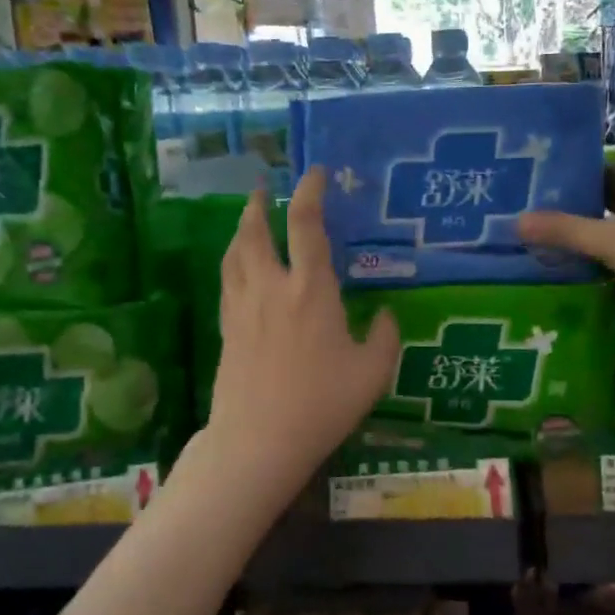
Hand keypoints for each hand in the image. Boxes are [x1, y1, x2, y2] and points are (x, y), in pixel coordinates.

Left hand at [204, 168, 400, 490]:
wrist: (258, 440)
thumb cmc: (322, 404)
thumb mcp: (372, 373)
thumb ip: (386, 337)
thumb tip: (387, 314)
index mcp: (310, 290)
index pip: (305, 225)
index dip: (309, 192)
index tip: (314, 173)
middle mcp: (272, 288)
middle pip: (255, 231)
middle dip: (258, 205)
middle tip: (261, 189)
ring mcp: (243, 307)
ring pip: (234, 254)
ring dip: (240, 229)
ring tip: (247, 219)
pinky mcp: (227, 329)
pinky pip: (227, 282)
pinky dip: (233, 262)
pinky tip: (239, 268)